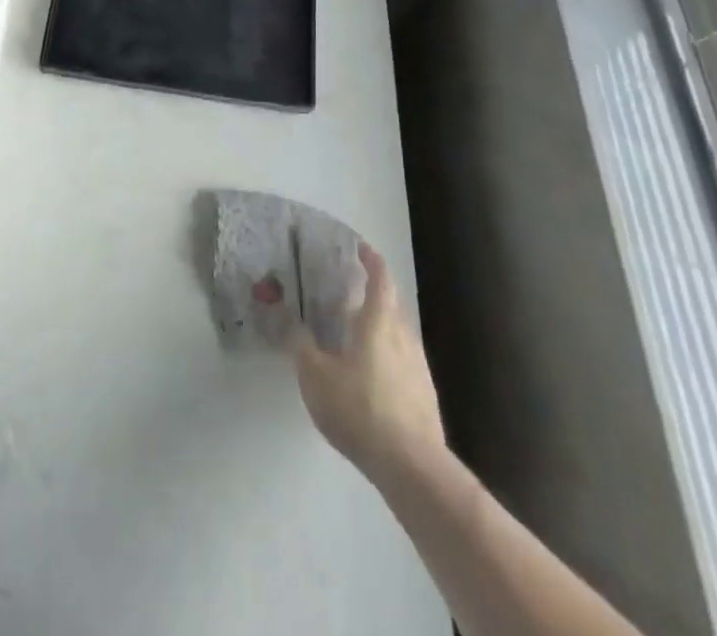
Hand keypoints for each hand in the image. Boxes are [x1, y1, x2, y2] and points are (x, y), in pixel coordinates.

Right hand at [294, 243, 444, 477]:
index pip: (380, 279)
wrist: (412, 468)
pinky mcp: (423, 397)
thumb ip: (302, 346)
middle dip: (372, 294)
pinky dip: (384, 356)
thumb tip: (293, 322)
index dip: (370, 260)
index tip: (360, 247)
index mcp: (379, 323)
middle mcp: (404, 337)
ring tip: (352, 335)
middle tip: (347, 292)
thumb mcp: (316, 376)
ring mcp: (418, 369)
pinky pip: (401, 362)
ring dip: (378, 328)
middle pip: (391, 305)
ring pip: (397, 335)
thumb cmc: (360, 409)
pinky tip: (368, 376)